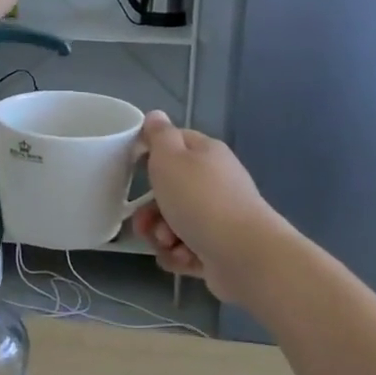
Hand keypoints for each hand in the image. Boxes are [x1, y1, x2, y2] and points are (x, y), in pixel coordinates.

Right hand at [131, 112, 287, 301]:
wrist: (243, 254)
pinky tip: (182, 259)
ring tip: (168, 243)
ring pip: (174, 223)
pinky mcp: (219, 249)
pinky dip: (179, 255)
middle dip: (151, 210)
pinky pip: (186, 249)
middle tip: (145, 223)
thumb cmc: (200, 200)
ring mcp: (219, 217)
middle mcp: (215, 183)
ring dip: (162, 236)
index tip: (133, 168)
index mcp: (206, 154)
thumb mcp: (170, 158)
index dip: (152, 154)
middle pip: (170, 191)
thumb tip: (156, 115)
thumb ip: (159, 136)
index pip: (175, 143)